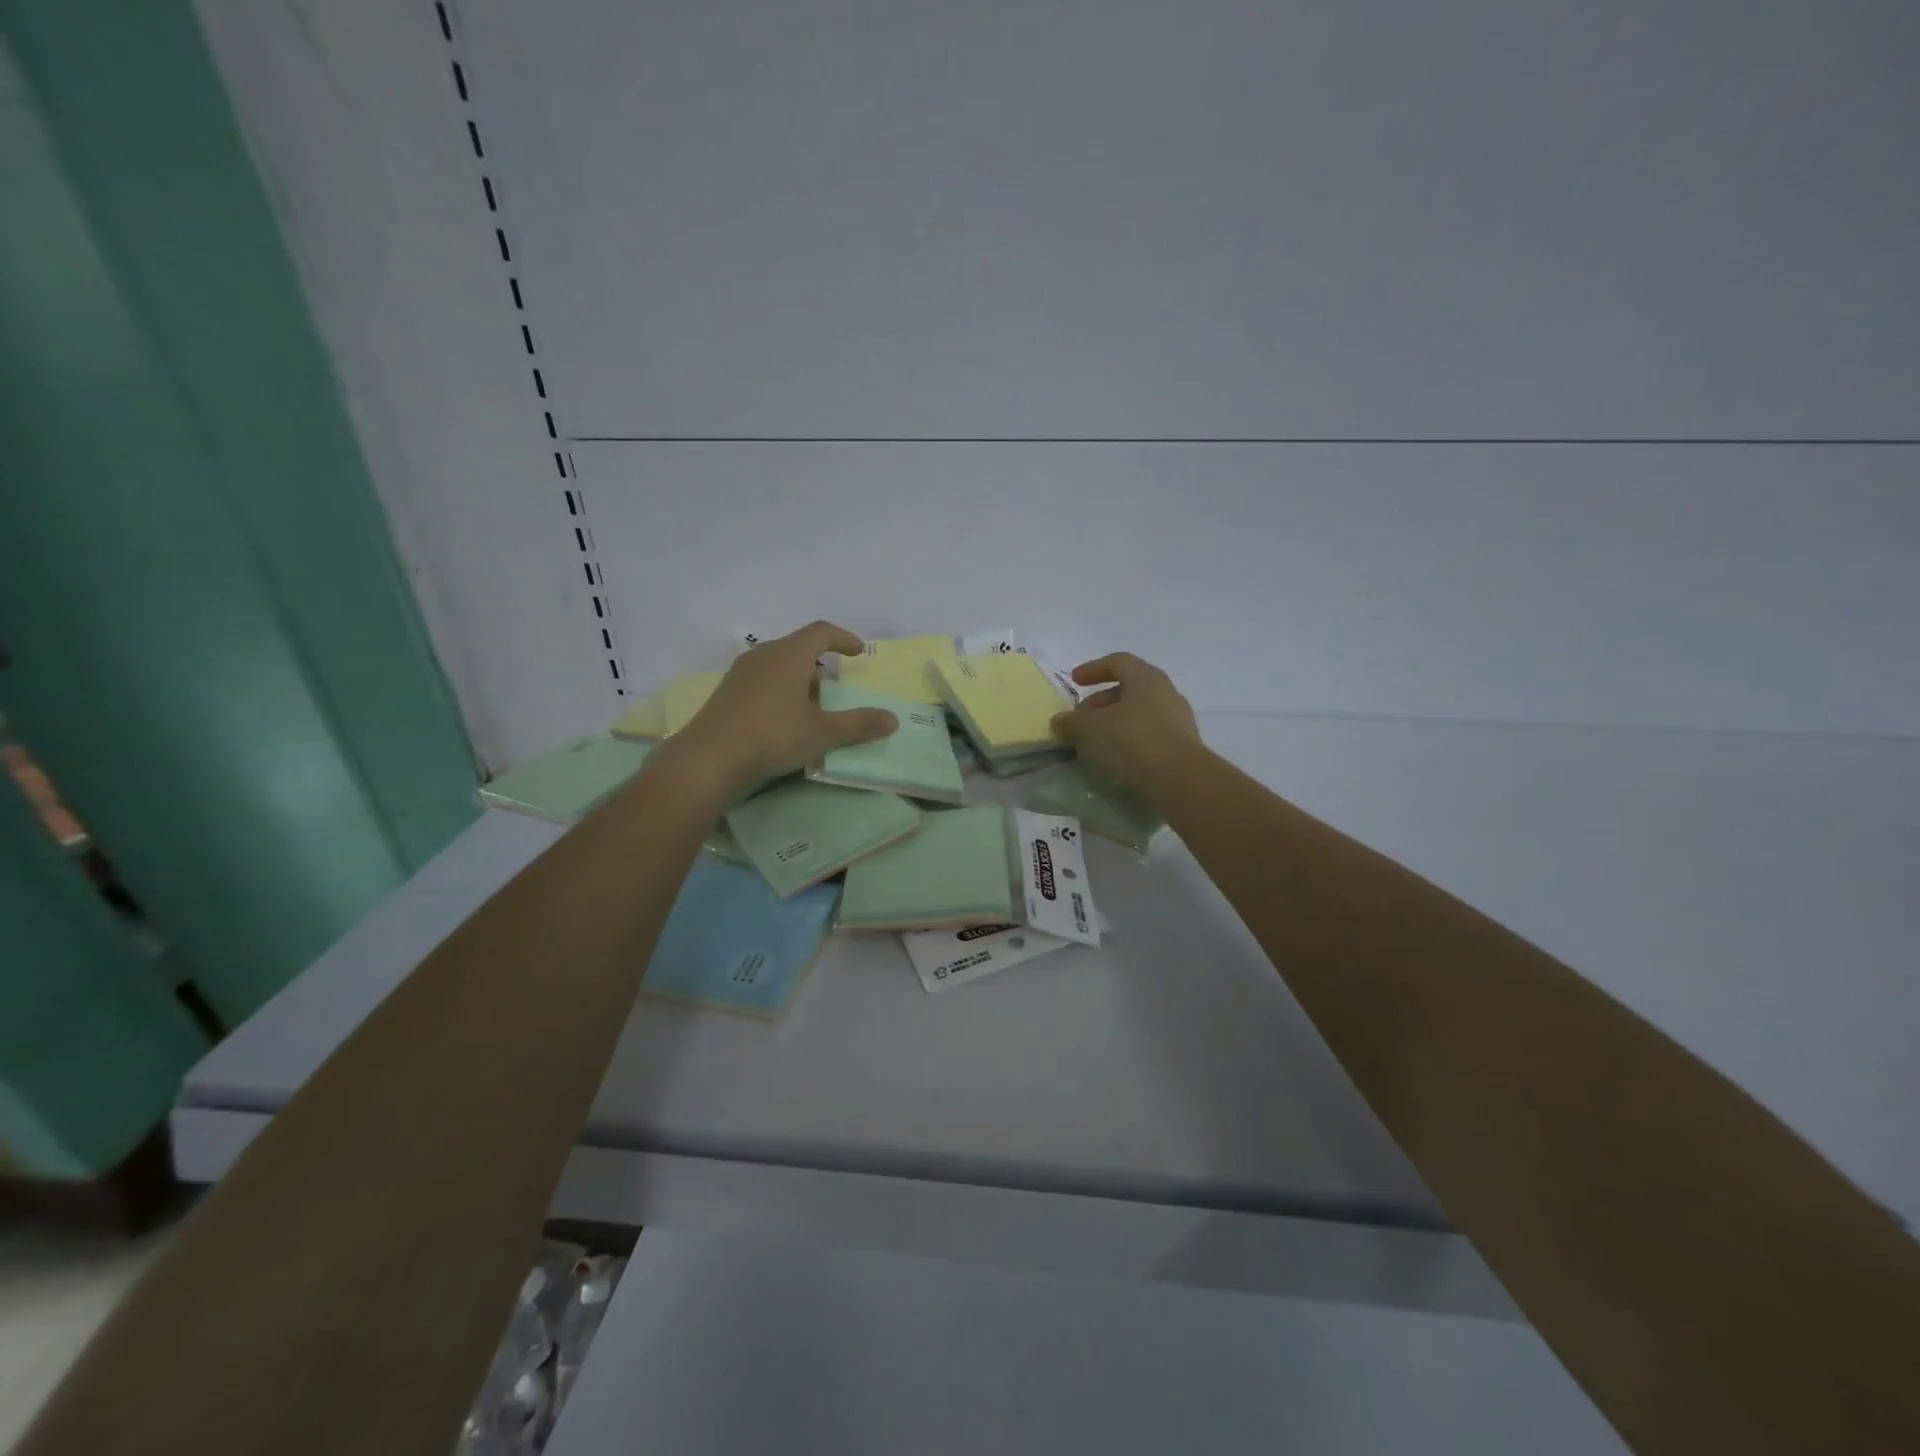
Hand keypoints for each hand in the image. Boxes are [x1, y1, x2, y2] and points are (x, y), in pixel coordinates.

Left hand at [669, 621, 898, 795]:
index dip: (843, 638)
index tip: (858, 652)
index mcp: (789, 654)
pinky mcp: (727, 692)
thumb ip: (858, 724)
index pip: (821, 632)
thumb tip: (893, 720)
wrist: (710, 758)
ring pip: (778, 664)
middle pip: (798, 647)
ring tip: (813, 705)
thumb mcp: (822, 733)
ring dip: (800, 678)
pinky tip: (784, 718)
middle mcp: (764, 654)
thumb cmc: (773, 735)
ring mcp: (741, 673)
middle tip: (837, 685)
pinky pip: (762, 680)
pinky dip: (781, 689)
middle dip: (821, 662)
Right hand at [1050, 652, 1203, 793]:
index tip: (1074, 681)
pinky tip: (1114, 758)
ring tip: (1093, 742)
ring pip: (1139, 714)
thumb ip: (1072, 722)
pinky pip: (1149, 736)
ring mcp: (1178, 721)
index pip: (1118, 662)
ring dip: (1113, 723)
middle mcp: (1166, 693)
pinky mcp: (1181, 747)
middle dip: (1100, 702)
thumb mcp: (1091, 729)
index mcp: (1146, 678)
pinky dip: (1128, 741)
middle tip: (1080, 719)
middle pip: (1128, 689)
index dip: (1093, 669)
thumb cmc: (1133, 741)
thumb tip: (1060, 721)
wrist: (1180, 781)